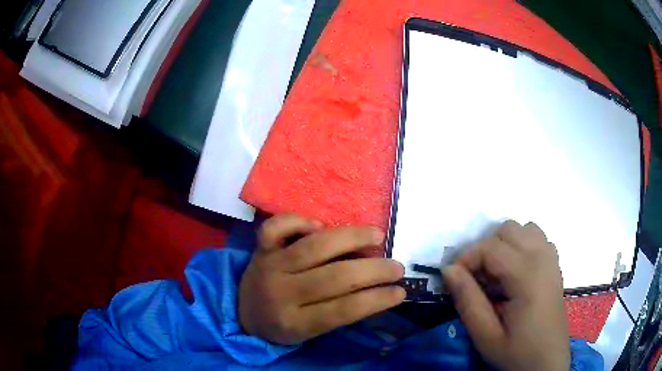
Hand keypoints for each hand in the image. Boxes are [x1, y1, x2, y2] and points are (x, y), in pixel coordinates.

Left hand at [239, 214, 405, 344]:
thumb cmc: (282, 324)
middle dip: (373, 270)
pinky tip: (318, 225)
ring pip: (313, 247)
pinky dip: (297, 221)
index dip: (376, 300)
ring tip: (377, 236)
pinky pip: (275, 227)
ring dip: (350, 238)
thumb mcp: (309, 332)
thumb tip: (376, 289)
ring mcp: (270, 266)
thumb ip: (338, 313)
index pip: (342, 311)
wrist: (243, 312)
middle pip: (334, 278)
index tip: (400, 291)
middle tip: (397, 266)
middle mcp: (281, 293)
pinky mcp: (261, 248)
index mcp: (294, 323)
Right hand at [442, 221, 569, 370]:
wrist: (547, 362)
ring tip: (497, 274)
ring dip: (505, 244)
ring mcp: (552, 259)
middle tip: (477, 280)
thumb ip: (467, 300)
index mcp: (527, 275)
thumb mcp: (485, 335)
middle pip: (508, 229)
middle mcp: (543, 258)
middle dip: (486, 249)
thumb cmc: (516, 352)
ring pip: (524, 228)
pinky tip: (516, 273)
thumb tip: (449, 269)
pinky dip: (522, 246)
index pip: (491, 247)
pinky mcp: (555, 265)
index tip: (455, 280)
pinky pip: (538, 239)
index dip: (466, 258)